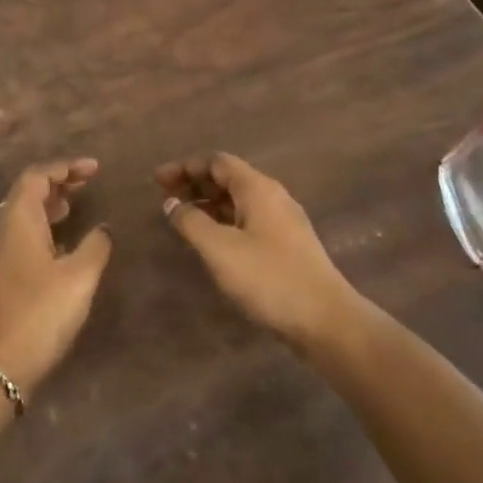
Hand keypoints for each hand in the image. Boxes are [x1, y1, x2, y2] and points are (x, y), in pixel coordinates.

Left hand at [0, 158, 113, 395]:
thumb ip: (96, 246)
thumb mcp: (79, 277)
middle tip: (87, 183)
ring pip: (21, 215)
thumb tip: (104, 228)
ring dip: (48, 205)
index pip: (36, 176)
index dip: (65, 167)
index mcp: (17, 220)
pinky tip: (61, 245)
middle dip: (57, 182)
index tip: (94, 169)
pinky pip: (20, 236)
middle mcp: (1, 230)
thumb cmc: (40, 313)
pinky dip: (42, 228)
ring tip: (75, 207)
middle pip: (26, 192)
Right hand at [157, 153, 361, 349]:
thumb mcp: (220, 249)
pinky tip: (211, 240)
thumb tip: (172, 203)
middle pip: (229, 178)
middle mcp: (273, 197)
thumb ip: (191, 222)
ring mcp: (283, 222)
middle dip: (195, 184)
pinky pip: (248, 220)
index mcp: (258, 188)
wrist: (324, 319)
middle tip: (164, 196)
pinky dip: (224, 221)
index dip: (186, 167)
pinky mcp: (287, 245)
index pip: (217, 162)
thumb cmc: (268, 278)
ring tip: (182, 218)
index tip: (158, 180)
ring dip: (209, 204)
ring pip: (239, 201)